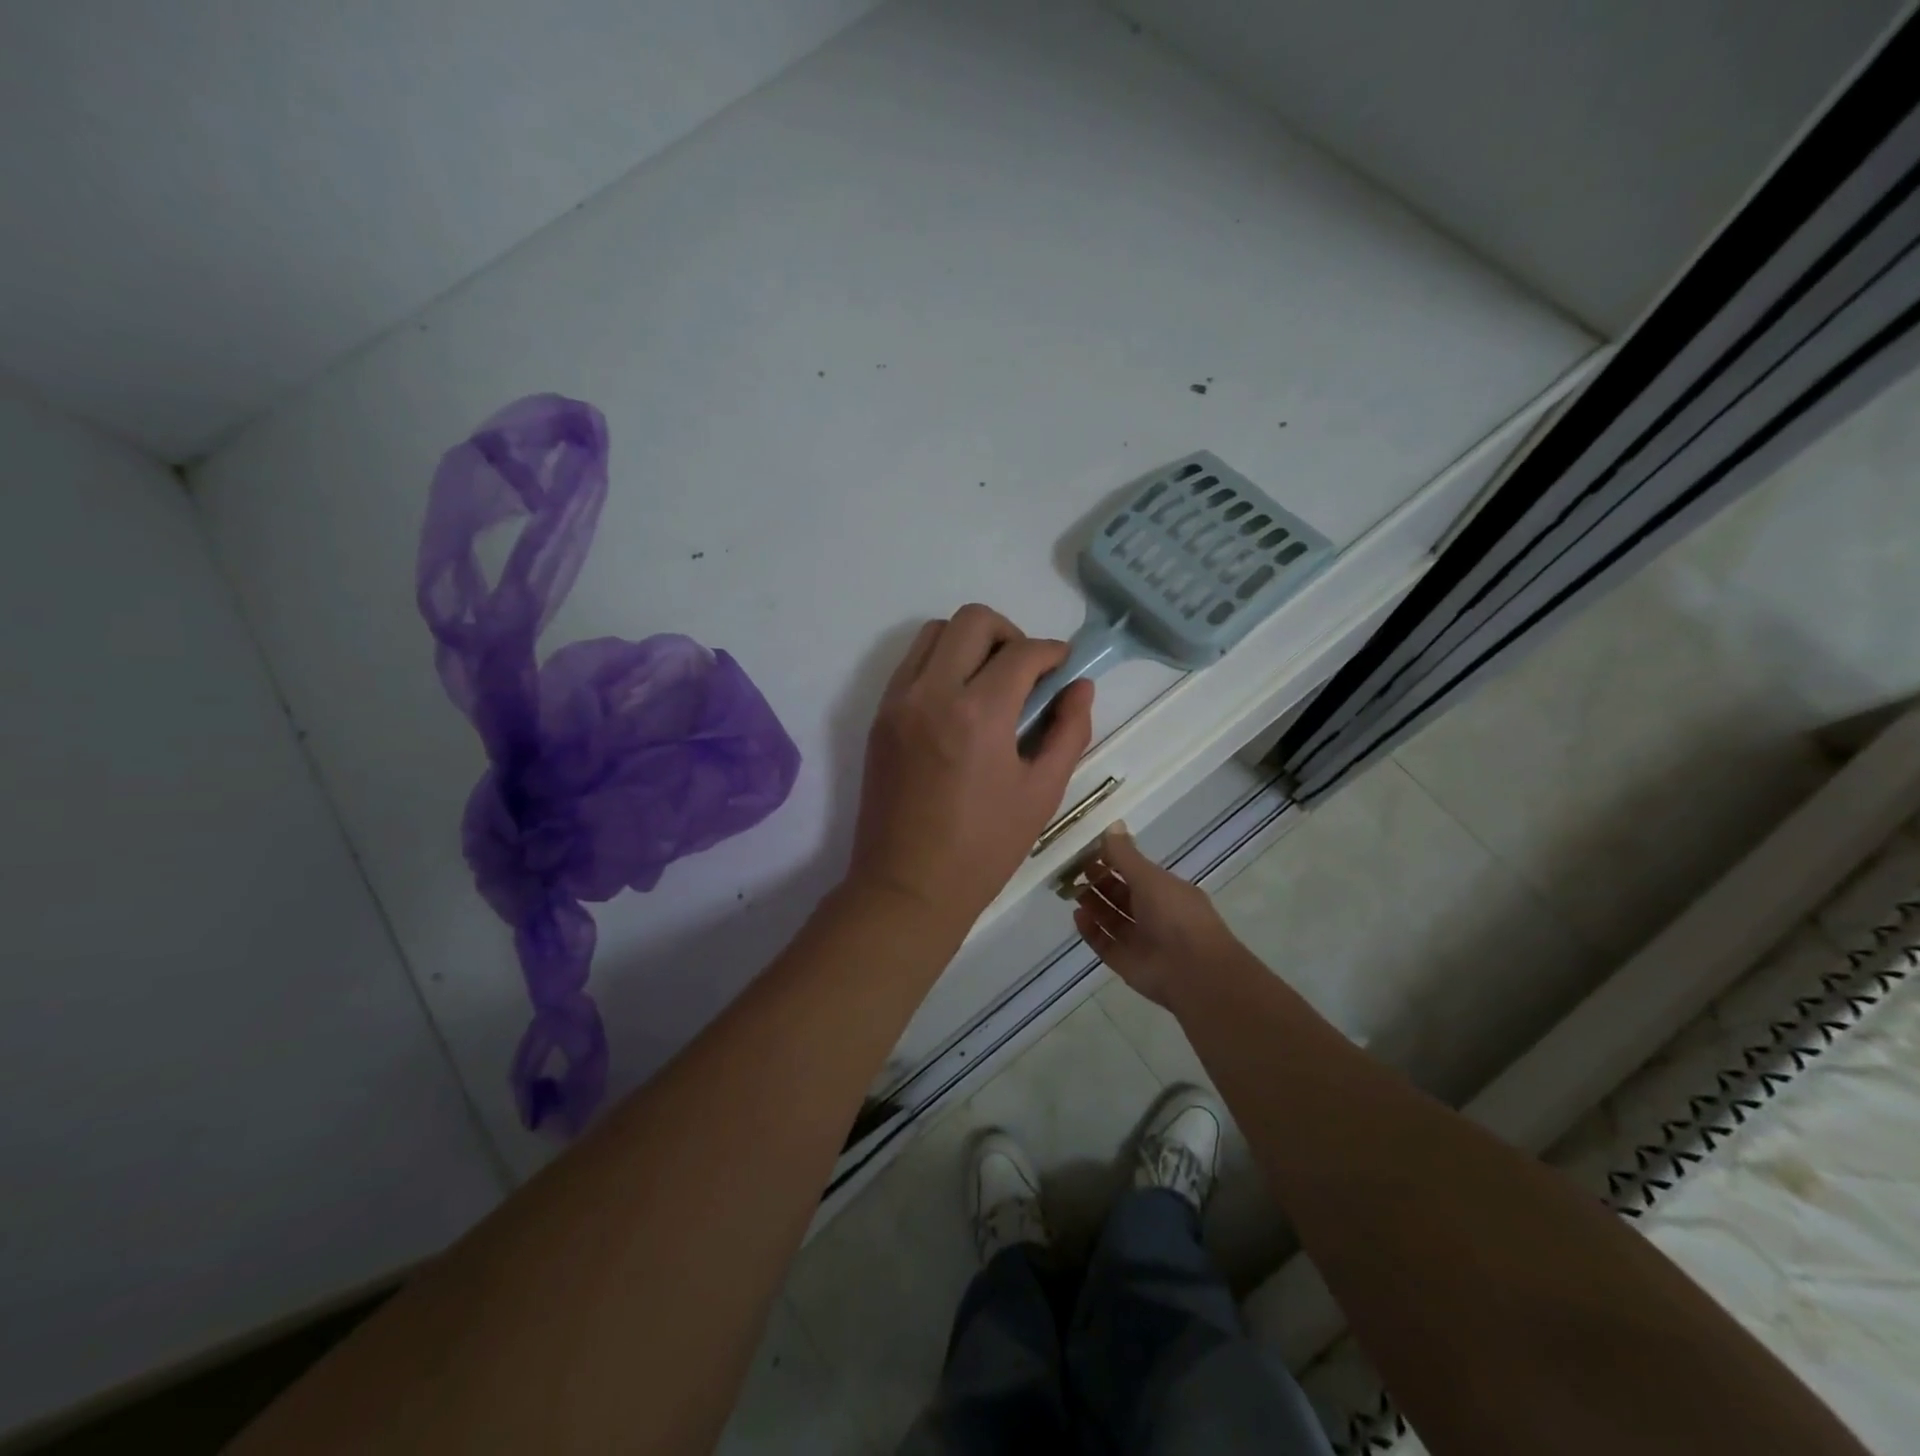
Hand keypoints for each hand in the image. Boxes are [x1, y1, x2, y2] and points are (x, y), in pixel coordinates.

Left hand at [848, 604, 1095, 932]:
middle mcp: (933, 693)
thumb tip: (1079, 686)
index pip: (1022, 652)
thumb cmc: (984, 848)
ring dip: (970, 642)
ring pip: (935, 633)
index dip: (1052, 652)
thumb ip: (1068, 731)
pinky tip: (959, 702)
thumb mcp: (1042, 793)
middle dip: (1010, 633)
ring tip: (991, 682)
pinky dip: (940, 663)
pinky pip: (911, 664)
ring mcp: (898, 702)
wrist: (906, 886)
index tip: (1063, 668)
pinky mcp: (879, 717)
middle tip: (1026, 672)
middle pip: (973, 620)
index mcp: (979, 714)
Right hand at [1072, 824, 1244, 1007]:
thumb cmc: (1175, 915)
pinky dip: (1090, 931)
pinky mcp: (1126, 962)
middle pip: (1120, 895)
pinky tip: (1077, 916)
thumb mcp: (1150, 877)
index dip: (1111, 860)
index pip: (1134, 872)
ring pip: (1111, 919)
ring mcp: (1139, 940)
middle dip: (1098, 882)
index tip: (1087, 851)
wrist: (1193, 971)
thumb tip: (1112, 824)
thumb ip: (1126, 854)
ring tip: (1070, 890)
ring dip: (1092, 905)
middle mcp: (1153, 914)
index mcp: (1165, 891)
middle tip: (1072, 870)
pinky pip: (1104, 944)